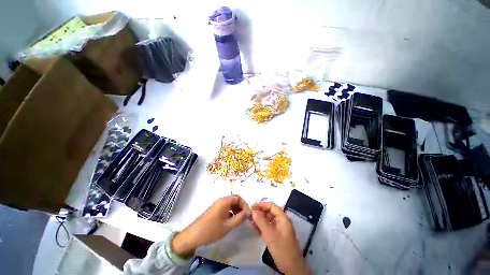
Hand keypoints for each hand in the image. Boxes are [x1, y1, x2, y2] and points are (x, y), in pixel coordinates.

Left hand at [172, 195, 250, 257]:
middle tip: (244, 217)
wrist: (193, 235)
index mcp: (224, 201)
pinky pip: (225, 207)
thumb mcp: (228, 226)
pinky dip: (231, 211)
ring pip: (230, 203)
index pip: (238, 197)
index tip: (248, 213)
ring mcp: (217, 205)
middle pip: (234, 199)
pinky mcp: (214, 209)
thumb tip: (249, 212)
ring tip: (239, 219)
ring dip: (236, 209)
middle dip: (241, 207)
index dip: (244, 204)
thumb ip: (240, 218)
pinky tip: (231, 220)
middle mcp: (221, 200)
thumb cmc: (211, 230)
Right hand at [252, 202, 307, 274]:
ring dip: (259, 219)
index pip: (272, 206)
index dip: (262, 205)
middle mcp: (282, 221)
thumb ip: (261, 221)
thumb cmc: (282, 249)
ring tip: (250, 222)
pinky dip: (261, 226)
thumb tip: (253, 211)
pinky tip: (254, 228)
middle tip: (250, 215)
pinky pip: (268, 226)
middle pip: (270, 212)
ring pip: (268, 219)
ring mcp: (279, 228)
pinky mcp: (277, 234)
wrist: (291, 267)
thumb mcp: (270, 235)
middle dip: (260, 212)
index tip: (252, 207)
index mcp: (283, 218)